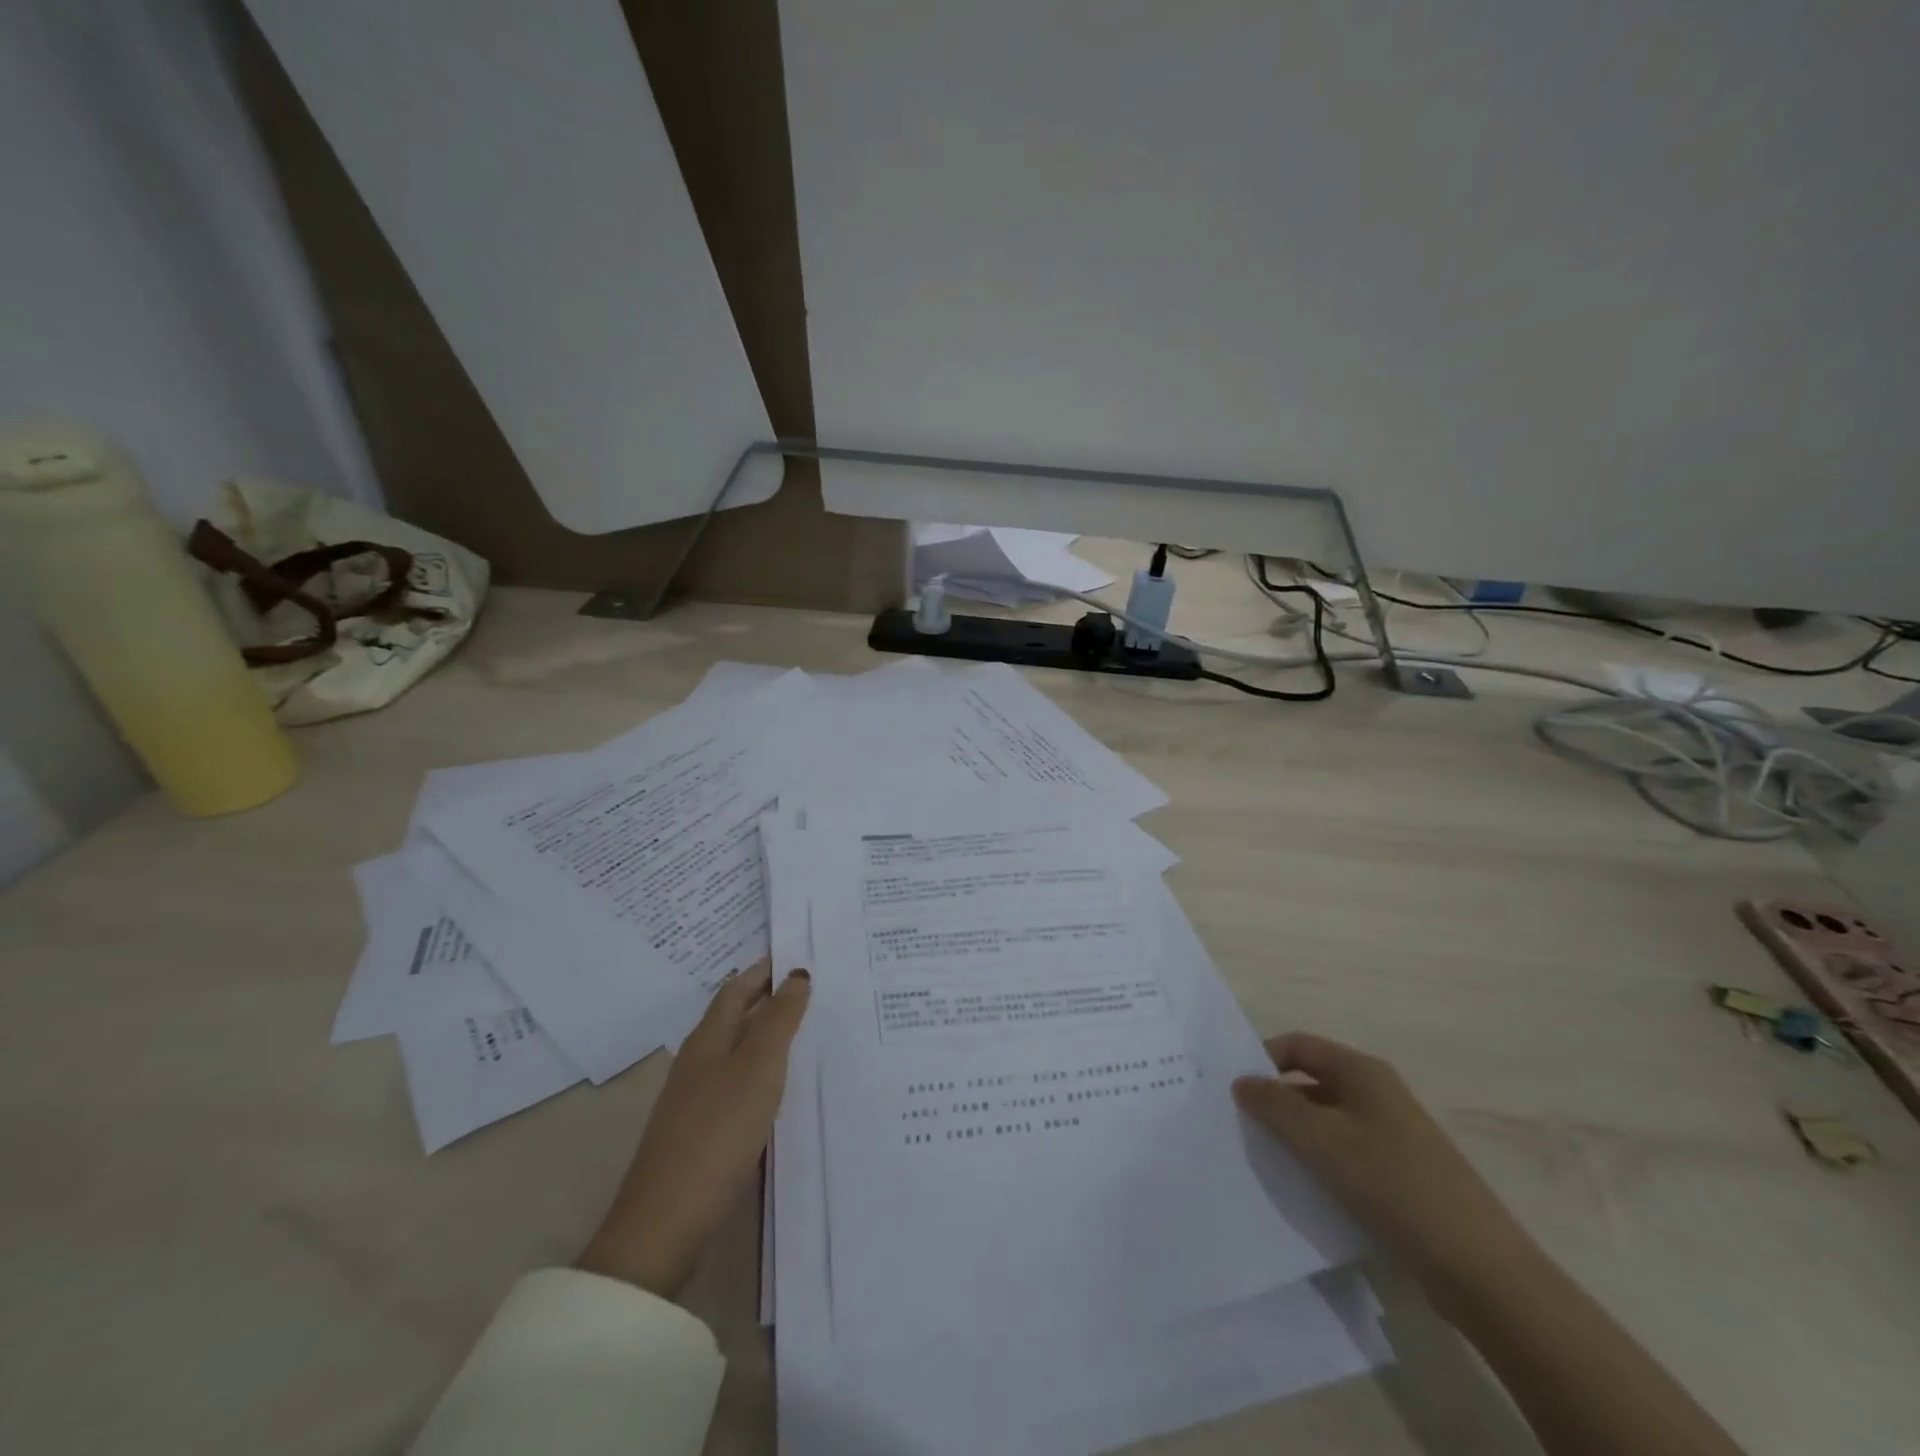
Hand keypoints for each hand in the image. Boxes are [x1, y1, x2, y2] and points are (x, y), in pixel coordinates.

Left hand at [578, 960, 809, 1298]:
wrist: (667, 1221)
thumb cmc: (718, 1130)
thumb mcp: (758, 1067)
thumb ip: (779, 1019)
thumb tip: (797, 974)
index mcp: (708, 1038)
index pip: (737, 988)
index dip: (765, 969)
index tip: (797, 955)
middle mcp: (698, 1059)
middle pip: (734, 1015)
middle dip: (767, 997)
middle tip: (810, 987)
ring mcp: (695, 1096)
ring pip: (735, 1048)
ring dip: (765, 1032)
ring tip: (804, 1029)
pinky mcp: (701, 1129)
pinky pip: (736, 1080)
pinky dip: (761, 1068)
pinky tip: (780, 1084)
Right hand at [1232, 1033, 1534, 1300]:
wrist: (1480, 1268)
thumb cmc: (1393, 1184)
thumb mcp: (1322, 1140)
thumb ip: (1275, 1106)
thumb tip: (1241, 1081)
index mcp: (1362, 1071)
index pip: (1298, 1045)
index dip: (1262, 1058)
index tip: (1232, 1088)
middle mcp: (1378, 1093)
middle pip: (1311, 1081)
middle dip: (1275, 1099)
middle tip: (1238, 1124)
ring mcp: (1392, 1135)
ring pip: (1327, 1120)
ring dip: (1295, 1133)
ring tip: (1261, 1157)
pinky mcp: (1399, 1173)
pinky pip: (1345, 1152)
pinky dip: (1319, 1160)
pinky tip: (1301, 1187)